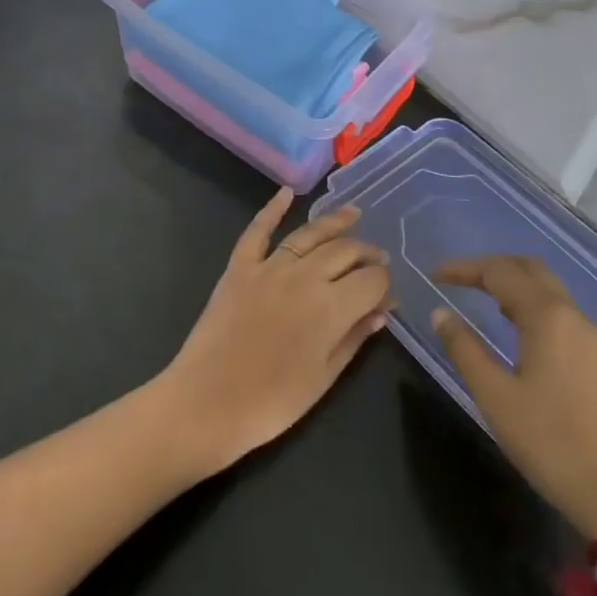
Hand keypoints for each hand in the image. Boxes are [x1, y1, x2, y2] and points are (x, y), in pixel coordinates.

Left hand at [160, 188, 393, 474]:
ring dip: (335, 221)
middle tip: (378, 258)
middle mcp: (305, 275)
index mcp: (331, 307)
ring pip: (310, 234)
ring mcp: (270, 266)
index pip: (372, 280)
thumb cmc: (272, 402)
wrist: (208, 401)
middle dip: (367, 253)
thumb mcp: (324, 379)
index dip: (385, 285)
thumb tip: (380, 312)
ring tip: (353, 213)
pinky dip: (272, 208)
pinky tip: (286, 193)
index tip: (388, 295)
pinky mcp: (240, 266)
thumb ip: (354, 339)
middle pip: (345, 251)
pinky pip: (258, 230)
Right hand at [431, 255, 596, 533]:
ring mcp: (590, 337)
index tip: (435, 276)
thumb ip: (464, 349)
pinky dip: (531, 302)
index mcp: (546, 316)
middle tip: (459, 279)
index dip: (464, 269)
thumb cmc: (550, 441)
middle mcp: (572, 315)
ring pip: (547, 288)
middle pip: (529, 269)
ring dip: (513, 282)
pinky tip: (515, 326)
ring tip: (481, 297)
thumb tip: (440, 313)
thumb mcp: (495, 396)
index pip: (499, 272)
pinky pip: (559, 310)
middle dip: (491, 267)